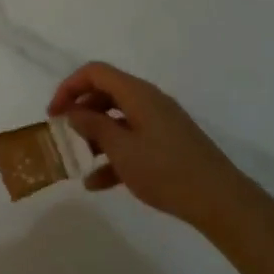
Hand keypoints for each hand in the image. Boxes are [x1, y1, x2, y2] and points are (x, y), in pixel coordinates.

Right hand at [47, 62, 264, 237]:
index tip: (54, 114)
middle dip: (81, 112)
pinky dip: (114, 155)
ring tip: (80, 161)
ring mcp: (161, 123)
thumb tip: (74, 111)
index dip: (69, 87)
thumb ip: (93, 125)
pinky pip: (133, 140)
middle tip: (64, 134)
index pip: (95, 72)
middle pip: (105, 93)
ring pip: (118, 118)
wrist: (220, 201)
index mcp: (137, 93)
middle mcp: (149, 101)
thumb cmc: (165, 170)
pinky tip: (98, 183)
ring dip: (96, 136)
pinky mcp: (169, 144)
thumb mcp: (120, 148)